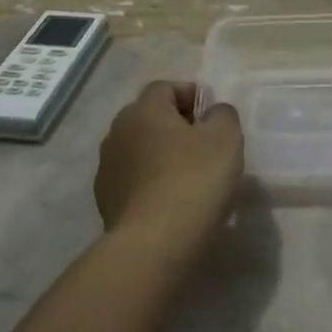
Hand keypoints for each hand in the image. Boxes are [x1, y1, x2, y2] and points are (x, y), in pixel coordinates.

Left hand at [94, 81, 242, 235]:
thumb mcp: (225, 139)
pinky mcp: (105, 200)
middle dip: (176, 125)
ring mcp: (107, 167)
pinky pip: (134, 179)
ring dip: (162, 154)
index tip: (213, 115)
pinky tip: (172, 200)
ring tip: (189, 175)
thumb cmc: (193, 181)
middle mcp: (117, 131)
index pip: (166, 87)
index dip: (191, 95)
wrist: (153, 245)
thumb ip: (222, 115)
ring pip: (140, 149)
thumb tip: (212, 113)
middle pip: (150, 117)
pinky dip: (151, 181)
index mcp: (144, 110)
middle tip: (205, 145)